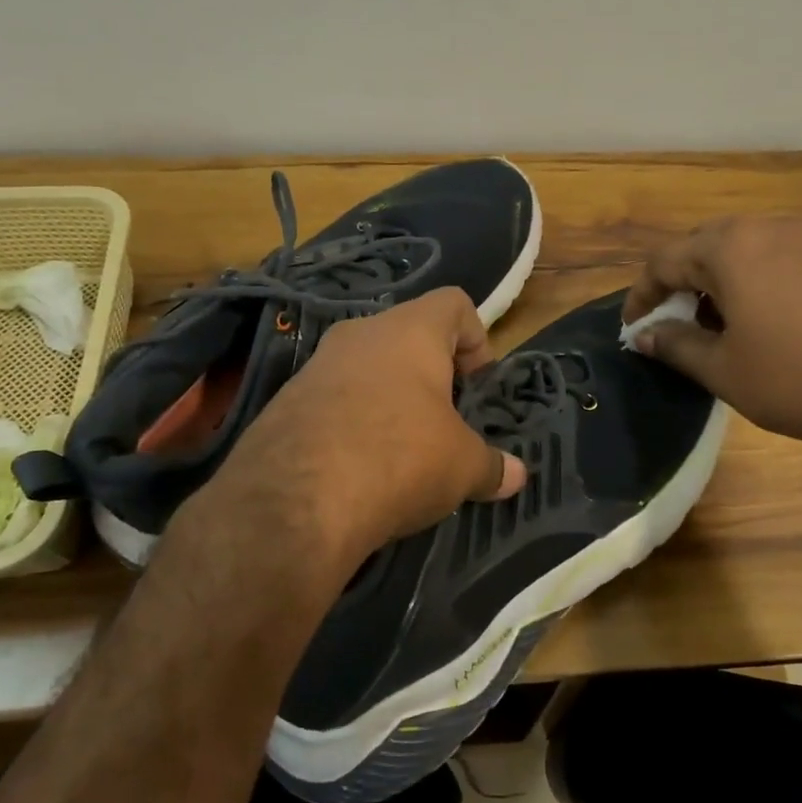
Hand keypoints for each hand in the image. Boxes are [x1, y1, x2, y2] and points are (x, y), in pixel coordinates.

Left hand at [182, 288, 525, 588]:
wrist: (293, 500)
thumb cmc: (399, 458)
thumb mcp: (461, 467)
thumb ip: (492, 465)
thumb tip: (516, 476)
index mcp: (411, 331)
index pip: (454, 303)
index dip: (476, 339)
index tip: (477, 386)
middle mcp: (361, 333)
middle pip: (408, 336)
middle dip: (432, 375)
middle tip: (444, 422)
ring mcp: (317, 365)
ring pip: (367, 367)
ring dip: (390, 399)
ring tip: (402, 450)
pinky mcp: (285, 401)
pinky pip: (333, 398)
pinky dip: (353, 421)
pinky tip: (359, 467)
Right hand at [624, 217, 801, 452]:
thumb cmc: (792, 381)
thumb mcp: (721, 368)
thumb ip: (675, 344)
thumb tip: (645, 336)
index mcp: (731, 248)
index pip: (665, 261)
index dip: (642, 295)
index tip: (634, 327)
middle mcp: (768, 229)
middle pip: (704, 245)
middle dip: (680, 281)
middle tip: (672, 321)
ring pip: (743, 248)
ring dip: (717, 278)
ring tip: (713, 323)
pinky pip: (777, 257)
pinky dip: (754, 279)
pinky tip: (759, 319)